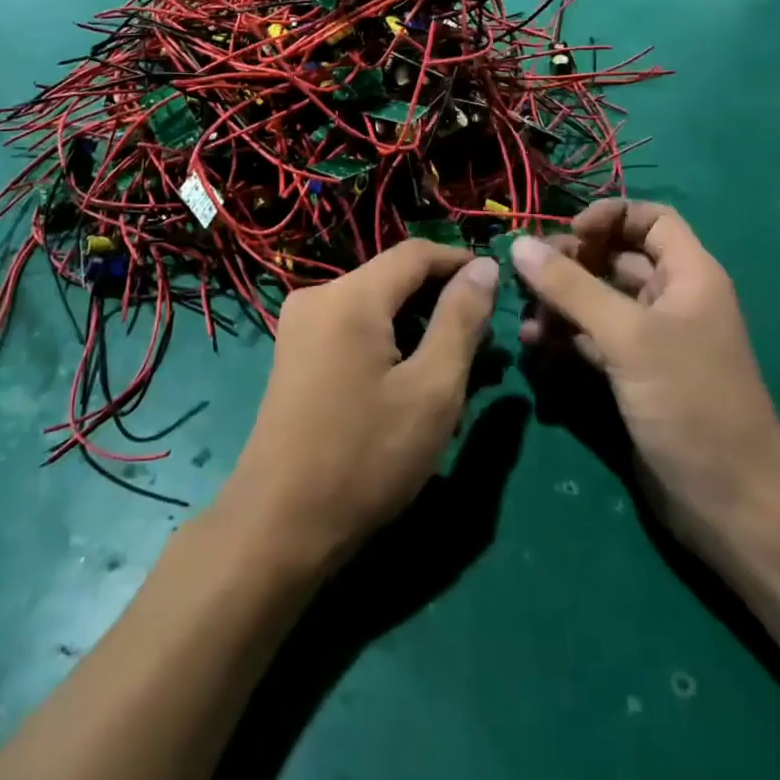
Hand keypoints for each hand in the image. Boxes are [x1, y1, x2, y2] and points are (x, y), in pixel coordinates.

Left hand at [216, 242, 498, 574]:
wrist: (280, 526)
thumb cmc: (366, 458)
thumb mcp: (433, 389)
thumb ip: (461, 319)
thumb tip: (483, 266)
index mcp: (350, 296)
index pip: (415, 253)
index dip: (460, 262)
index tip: (499, 286)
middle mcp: (318, 296)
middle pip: (392, 277)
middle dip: (440, 300)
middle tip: (483, 341)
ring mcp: (299, 325)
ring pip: (374, 304)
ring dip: (417, 324)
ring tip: (454, 367)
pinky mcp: (294, 353)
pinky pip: (352, 327)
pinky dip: (388, 341)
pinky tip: (409, 380)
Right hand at [513, 201, 779, 544]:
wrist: (731, 504)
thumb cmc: (691, 403)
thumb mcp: (628, 338)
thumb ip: (571, 287)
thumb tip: (519, 244)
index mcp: (689, 275)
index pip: (650, 219)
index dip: (608, 217)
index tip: (566, 235)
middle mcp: (671, 299)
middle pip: (616, 257)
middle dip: (571, 263)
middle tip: (529, 280)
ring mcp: (652, 340)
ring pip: (598, 300)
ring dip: (560, 303)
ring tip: (526, 322)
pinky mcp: (634, 375)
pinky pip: (592, 338)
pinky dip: (565, 336)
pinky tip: (535, 348)